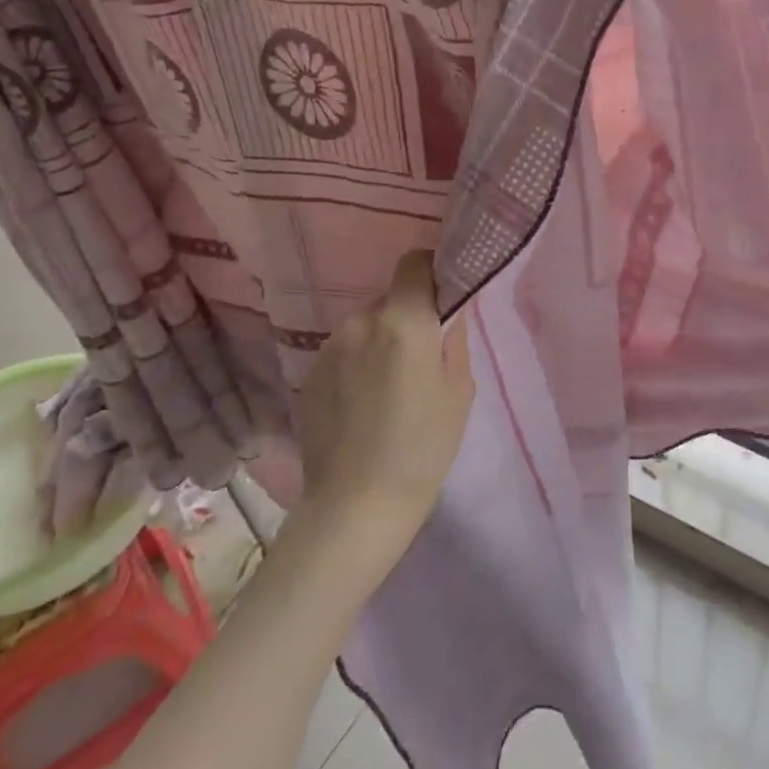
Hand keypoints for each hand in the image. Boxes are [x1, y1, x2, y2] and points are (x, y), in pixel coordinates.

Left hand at [293, 250, 473, 545]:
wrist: (356, 504)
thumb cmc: (423, 447)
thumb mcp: (459, 391)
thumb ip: (454, 340)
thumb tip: (447, 315)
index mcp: (404, 321)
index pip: (413, 264)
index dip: (430, 271)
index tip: (442, 296)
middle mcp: (361, 323)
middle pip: (389, 301)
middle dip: (407, 319)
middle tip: (421, 360)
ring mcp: (328, 348)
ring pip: (365, 329)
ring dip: (380, 344)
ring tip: (389, 391)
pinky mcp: (308, 375)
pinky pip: (343, 354)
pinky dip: (357, 366)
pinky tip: (363, 407)